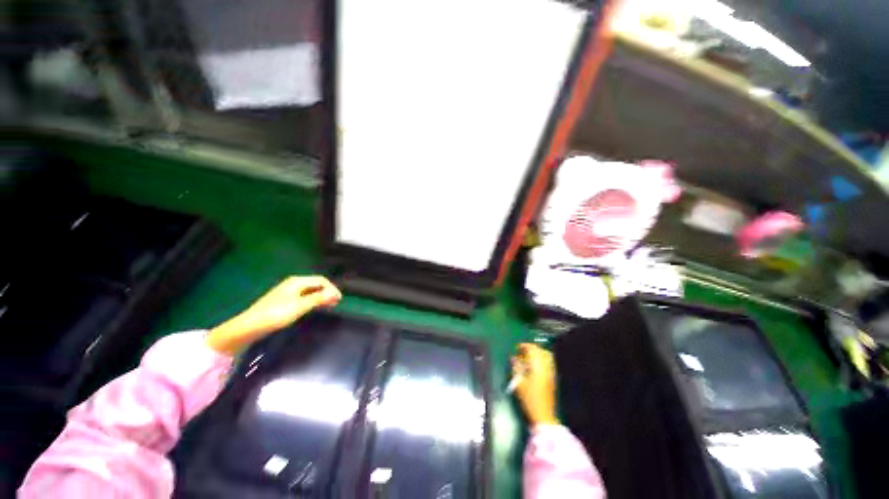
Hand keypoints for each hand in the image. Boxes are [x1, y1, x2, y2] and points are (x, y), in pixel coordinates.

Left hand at [206, 276, 341, 355]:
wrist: (250, 326)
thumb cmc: (276, 314)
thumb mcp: (299, 306)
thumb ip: (318, 298)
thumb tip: (335, 293)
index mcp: (297, 281)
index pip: (321, 280)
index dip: (332, 288)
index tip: (339, 299)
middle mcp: (293, 283)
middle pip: (316, 284)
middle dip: (328, 292)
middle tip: (336, 303)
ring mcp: (288, 292)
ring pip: (311, 291)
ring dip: (321, 296)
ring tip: (330, 305)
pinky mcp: (285, 300)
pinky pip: (304, 296)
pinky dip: (313, 300)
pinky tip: (315, 307)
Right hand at [512, 343, 559, 425]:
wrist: (543, 415)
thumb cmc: (529, 399)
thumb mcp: (519, 383)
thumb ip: (516, 367)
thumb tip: (513, 358)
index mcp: (537, 367)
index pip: (532, 350)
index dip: (524, 346)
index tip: (517, 347)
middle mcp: (546, 367)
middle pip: (540, 351)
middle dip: (531, 348)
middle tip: (522, 351)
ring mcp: (551, 372)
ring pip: (546, 355)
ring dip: (537, 353)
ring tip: (528, 356)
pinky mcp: (552, 378)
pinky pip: (548, 362)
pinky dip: (542, 359)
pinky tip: (535, 364)